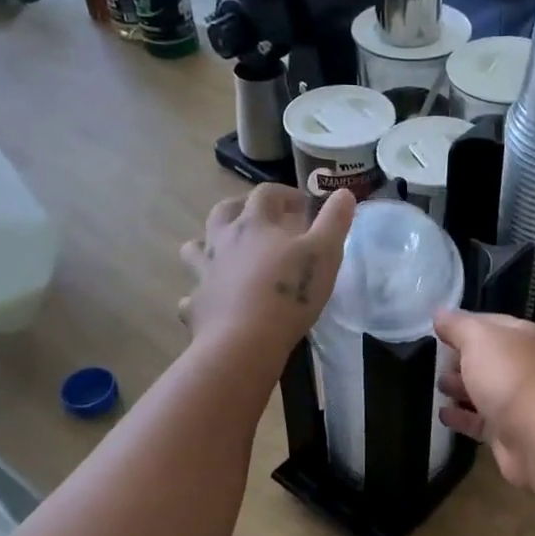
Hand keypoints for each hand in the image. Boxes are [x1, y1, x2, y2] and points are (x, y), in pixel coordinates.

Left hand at [180, 186, 353, 357]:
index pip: (267, 194)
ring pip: (195, 247)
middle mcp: (222, 241)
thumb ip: (335, 221)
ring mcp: (204, 273)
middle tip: (261, 222)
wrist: (244, 342)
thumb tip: (344, 193)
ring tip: (227, 255)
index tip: (302, 206)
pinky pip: (191, 294)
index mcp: (255, 224)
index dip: (285, 194)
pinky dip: (201, 293)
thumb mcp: (325, 254)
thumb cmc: (289, 293)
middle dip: (242, 208)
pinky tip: (213, 301)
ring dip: (209, 244)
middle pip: (223, 211)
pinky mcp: (195, 304)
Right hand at [433, 310, 534, 488]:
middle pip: (485, 358)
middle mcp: (520, 365)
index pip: (487, 323)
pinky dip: (461, 417)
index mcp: (520, 336)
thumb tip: (439, 312)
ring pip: (481, 389)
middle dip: (459, 358)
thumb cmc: (509, 377)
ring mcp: (515, 400)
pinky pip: (478, 420)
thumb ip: (457, 325)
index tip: (435, 330)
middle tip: (430, 360)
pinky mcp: (506, 432)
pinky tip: (441, 414)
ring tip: (435, 386)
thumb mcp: (478, 339)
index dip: (461, 324)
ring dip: (459, 387)